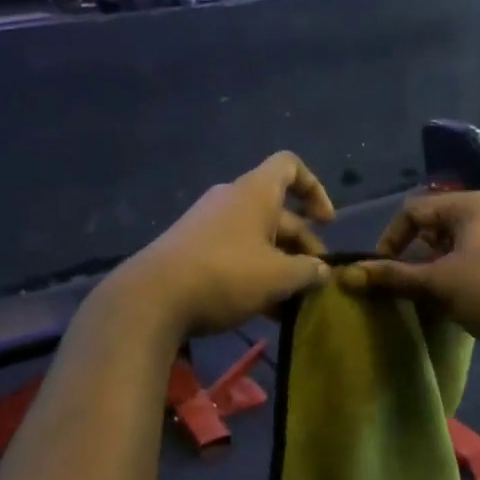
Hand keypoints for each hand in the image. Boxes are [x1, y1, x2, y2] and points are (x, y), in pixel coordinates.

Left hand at [112, 152, 335, 336]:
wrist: (152, 298)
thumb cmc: (225, 275)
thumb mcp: (278, 277)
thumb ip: (307, 272)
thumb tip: (321, 271)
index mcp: (255, 192)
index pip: (290, 167)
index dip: (315, 189)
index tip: (326, 222)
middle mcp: (231, 200)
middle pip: (277, 212)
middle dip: (302, 245)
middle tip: (316, 281)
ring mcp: (208, 225)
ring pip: (257, 239)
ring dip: (280, 266)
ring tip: (294, 303)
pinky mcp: (192, 251)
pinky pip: (234, 254)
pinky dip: (254, 275)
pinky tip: (265, 312)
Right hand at [338, 191, 479, 364]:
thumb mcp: (437, 284)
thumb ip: (392, 277)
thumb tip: (347, 275)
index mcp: (472, 204)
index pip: (414, 210)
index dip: (391, 239)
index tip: (381, 271)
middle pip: (437, 226)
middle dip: (416, 255)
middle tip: (408, 286)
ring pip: (460, 245)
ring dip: (438, 269)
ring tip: (431, 297)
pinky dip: (463, 275)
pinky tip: (461, 303)